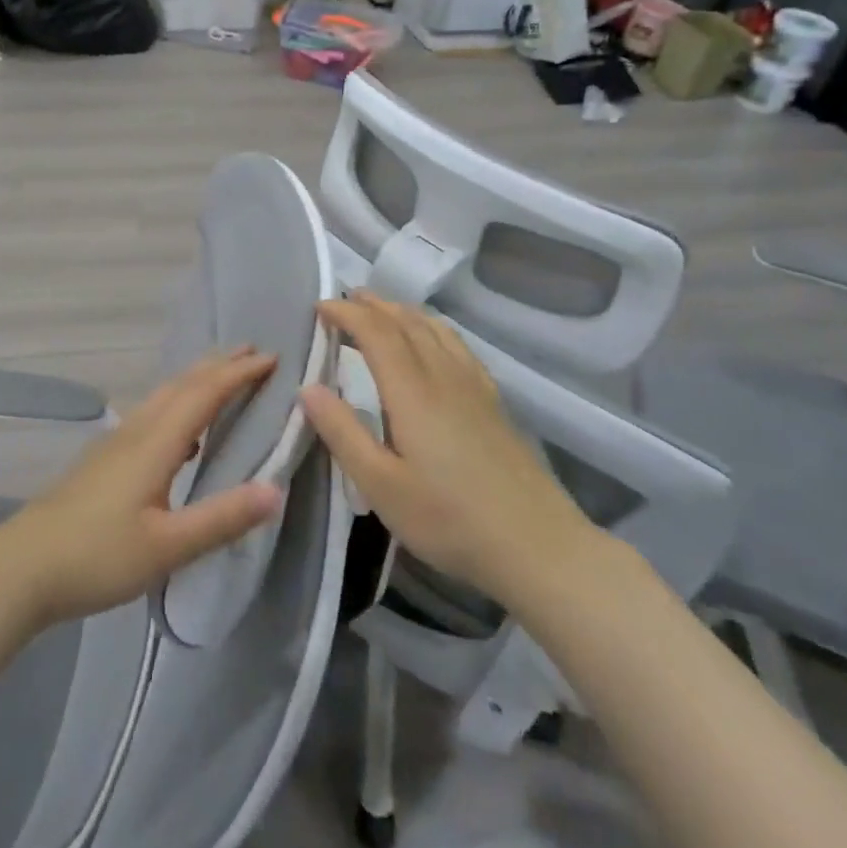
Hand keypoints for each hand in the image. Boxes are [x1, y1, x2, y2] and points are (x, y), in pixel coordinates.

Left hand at [0, 349, 285, 627]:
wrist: (21, 568)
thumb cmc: (97, 556)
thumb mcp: (167, 546)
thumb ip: (221, 518)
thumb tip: (275, 490)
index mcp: (155, 443)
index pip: (204, 394)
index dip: (239, 373)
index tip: (273, 357)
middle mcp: (136, 432)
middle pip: (182, 385)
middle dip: (219, 365)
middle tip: (254, 351)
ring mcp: (115, 444)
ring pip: (163, 397)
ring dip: (197, 381)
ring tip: (222, 378)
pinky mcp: (103, 460)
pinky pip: (151, 415)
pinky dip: (177, 406)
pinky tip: (180, 435)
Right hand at [298, 294, 600, 604]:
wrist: (538, 546)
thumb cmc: (449, 519)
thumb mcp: (381, 486)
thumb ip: (342, 433)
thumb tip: (308, 388)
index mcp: (412, 391)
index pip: (376, 332)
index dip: (346, 313)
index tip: (319, 307)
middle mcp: (443, 375)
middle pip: (406, 322)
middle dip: (372, 305)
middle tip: (344, 301)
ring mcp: (474, 386)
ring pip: (435, 329)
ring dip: (402, 312)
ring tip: (380, 311)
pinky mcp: (493, 401)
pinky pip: (456, 344)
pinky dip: (432, 328)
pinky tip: (432, 342)